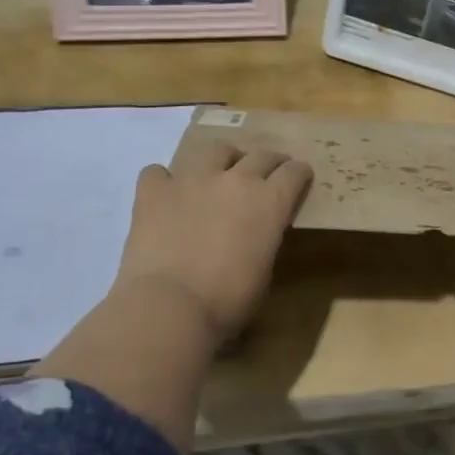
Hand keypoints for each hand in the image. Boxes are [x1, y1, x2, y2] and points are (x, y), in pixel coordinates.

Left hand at [113, 138, 312, 340]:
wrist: (170, 305)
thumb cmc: (227, 301)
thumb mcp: (263, 271)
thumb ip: (263, 240)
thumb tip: (254, 235)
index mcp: (269, 202)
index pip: (294, 173)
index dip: (299, 174)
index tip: (299, 176)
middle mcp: (235, 180)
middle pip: (260, 155)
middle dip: (269, 161)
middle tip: (268, 171)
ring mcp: (192, 180)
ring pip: (214, 148)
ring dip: (222, 158)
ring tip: (219, 171)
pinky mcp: (155, 190)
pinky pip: (158, 172)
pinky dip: (164, 181)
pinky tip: (165, 194)